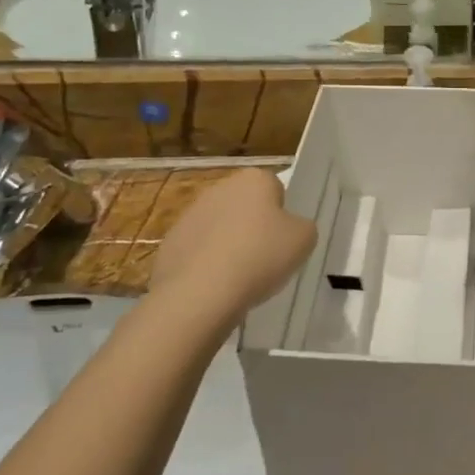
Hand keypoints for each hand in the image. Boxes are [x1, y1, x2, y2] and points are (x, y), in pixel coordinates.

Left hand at [148, 170, 316, 323]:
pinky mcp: (170, 244)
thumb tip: (288, 228)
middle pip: (245, 205)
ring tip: (240, 277)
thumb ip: (301, 226)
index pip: (275, 188)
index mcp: (254, 180)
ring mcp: (189, 215)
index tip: (283, 237)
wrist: (201, 294)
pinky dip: (207, 264)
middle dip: (253, 226)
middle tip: (266, 257)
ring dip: (229, 244)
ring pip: (220, 228)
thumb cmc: (261, 256)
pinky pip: (198, 251)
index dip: (282, 213)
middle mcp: (219, 189)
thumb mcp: (304, 239)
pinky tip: (216, 285)